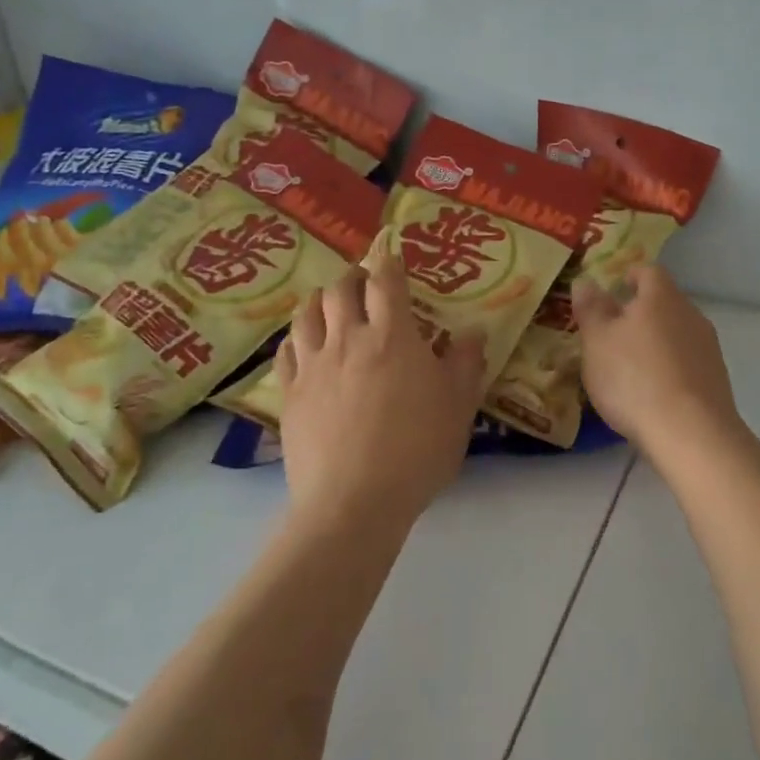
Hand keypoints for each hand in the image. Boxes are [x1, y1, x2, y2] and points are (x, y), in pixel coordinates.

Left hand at [276, 254, 486, 532]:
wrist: (353, 502)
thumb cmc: (416, 451)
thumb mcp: (458, 408)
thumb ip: (466, 364)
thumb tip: (474, 331)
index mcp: (392, 336)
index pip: (386, 281)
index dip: (389, 262)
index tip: (392, 258)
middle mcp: (348, 339)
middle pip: (340, 288)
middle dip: (353, 276)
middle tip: (363, 282)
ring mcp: (314, 365)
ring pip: (307, 312)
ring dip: (320, 299)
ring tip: (330, 303)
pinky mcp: (291, 393)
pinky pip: (286, 350)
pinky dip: (297, 337)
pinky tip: (304, 343)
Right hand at [573, 264, 740, 453]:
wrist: (691, 433)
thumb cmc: (634, 378)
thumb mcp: (597, 342)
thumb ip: (591, 309)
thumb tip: (586, 281)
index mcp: (661, 297)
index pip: (648, 271)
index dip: (630, 275)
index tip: (616, 286)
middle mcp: (690, 314)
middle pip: (665, 302)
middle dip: (641, 312)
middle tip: (614, 330)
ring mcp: (708, 347)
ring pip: (677, 332)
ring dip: (656, 341)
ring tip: (631, 365)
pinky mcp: (717, 379)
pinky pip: (688, 361)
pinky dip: (670, 367)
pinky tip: (654, 391)